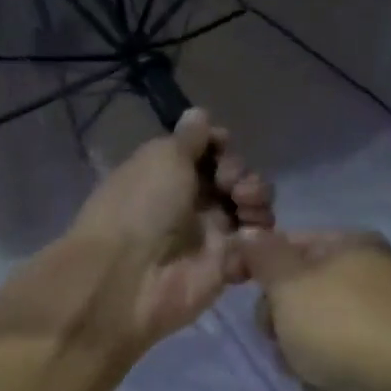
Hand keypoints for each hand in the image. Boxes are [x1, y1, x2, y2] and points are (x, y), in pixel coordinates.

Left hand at [66, 109, 273, 346]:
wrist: (128, 276)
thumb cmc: (141, 206)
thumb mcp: (162, 157)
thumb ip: (189, 138)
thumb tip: (200, 115)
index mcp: (168, 173)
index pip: (209, 152)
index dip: (221, 146)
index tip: (222, 146)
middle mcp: (190, 203)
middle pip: (235, 179)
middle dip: (242, 174)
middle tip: (232, 185)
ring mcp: (209, 237)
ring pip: (251, 211)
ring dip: (257, 201)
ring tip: (246, 208)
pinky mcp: (225, 268)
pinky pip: (256, 249)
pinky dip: (261, 240)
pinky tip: (250, 237)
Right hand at [239, 230, 390, 390]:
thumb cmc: (346, 328)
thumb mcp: (291, 285)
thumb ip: (263, 257)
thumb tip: (248, 232)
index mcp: (348, 245)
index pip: (286, 243)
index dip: (256, 264)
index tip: (233, 288)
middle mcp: (365, 275)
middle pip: (296, 290)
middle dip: (277, 318)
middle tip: (280, 336)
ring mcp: (376, 318)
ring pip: (310, 329)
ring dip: (296, 351)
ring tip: (304, 368)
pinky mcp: (382, 357)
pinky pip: (334, 357)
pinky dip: (323, 371)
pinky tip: (325, 386)